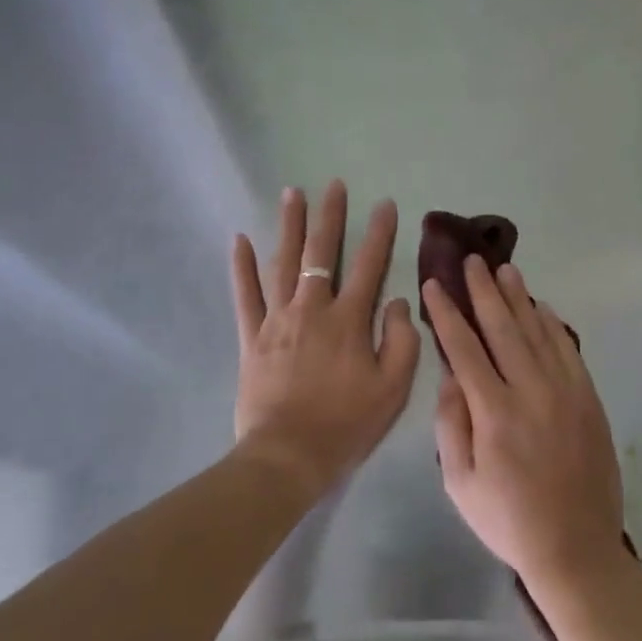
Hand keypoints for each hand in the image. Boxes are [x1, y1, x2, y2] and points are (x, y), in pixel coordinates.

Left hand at [231, 181, 419, 496]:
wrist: (288, 455)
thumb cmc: (346, 424)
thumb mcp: (393, 388)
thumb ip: (402, 341)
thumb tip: (398, 301)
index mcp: (349, 320)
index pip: (368, 265)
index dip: (378, 233)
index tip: (384, 204)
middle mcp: (312, 309)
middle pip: (321, 253)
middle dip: (330, 216)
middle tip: (333, 184)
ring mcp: (277, 320)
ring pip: (282, 263)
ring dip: (288, 226)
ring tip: (292, 193)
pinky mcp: (251, 338)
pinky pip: (245, 295)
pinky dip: (242, 267)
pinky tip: (240, 240)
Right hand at [425, 256, 625, 593]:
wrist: (576, 548)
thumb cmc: (508, 520)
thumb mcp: (460, 483)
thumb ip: (452, 424)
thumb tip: (450, 376)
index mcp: (494, 412)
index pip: (464, 349)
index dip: (447, 314)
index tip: (434, 285)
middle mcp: (531, 391)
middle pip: (504, 328)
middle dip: (484, 291)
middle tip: (472, 260)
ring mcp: (565, 392)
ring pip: (538, 332)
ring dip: (520, 298)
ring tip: (505, 269)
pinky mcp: (588, 399)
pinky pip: (568, 350)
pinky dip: (553, 325)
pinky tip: (542, 307)